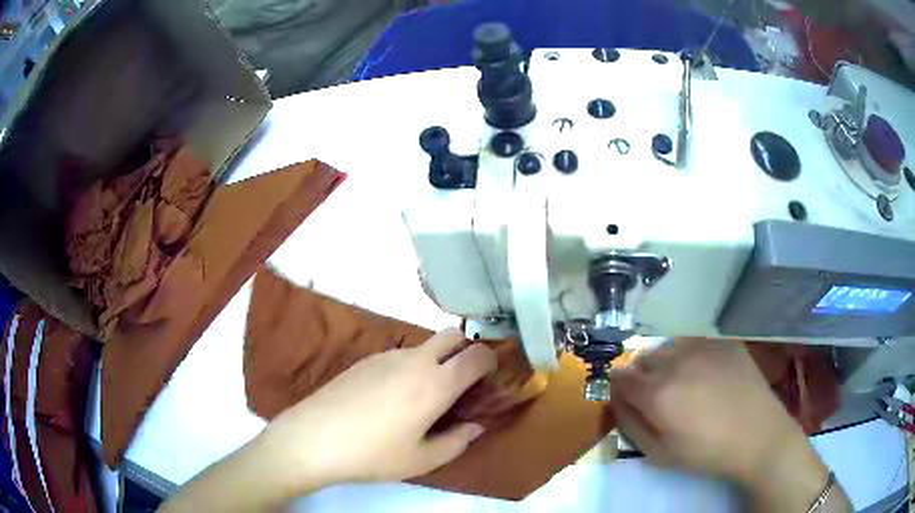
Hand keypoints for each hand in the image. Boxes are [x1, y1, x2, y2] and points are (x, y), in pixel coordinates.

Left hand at [257, 328, 495, 490]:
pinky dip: (410, 367)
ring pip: (424, 345)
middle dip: (466, 350)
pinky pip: (399, 355)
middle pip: (452, 335)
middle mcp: (415, 361)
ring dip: (436, 360)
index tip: (489, 379)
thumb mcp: (422, 459)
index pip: (476, 355)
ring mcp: (387, 356)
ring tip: (423, 397)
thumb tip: (475, 426)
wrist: (314, 438)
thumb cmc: (373, 454)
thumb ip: (457, 441)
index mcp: (436, 384)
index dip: (491, 361)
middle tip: (462, 382)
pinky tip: (391, 397)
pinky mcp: (365, 359)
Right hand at [610, 339, 848, 510]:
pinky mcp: (724, 342)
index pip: (619, 375)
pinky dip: (690, 356)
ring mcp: (703, 346)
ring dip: (666, 363)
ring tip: (684, 385)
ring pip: (668, 346)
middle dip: (641, 375)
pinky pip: (694, 342)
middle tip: (659, 398)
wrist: (758, 435)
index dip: (619, 388)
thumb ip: (630, 424)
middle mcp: (676, 360)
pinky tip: (707, 375)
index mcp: (657, 392)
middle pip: (642, 357)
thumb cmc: (706, 452)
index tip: (629, 400)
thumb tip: (616, 399)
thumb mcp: (658, 453)